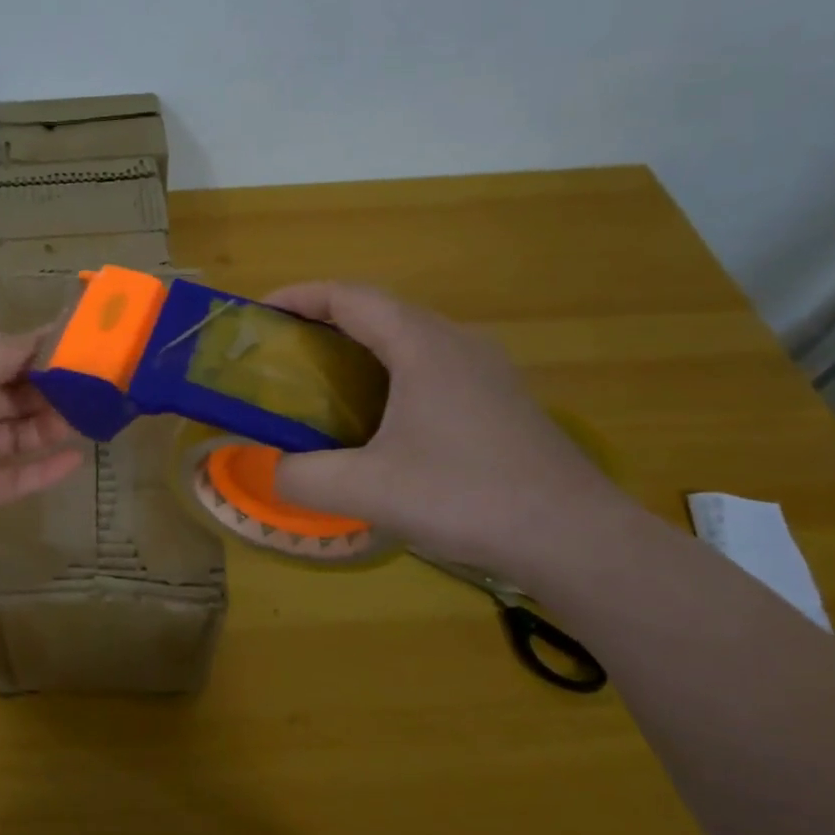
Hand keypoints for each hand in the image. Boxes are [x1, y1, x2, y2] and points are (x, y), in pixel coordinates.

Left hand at [0, 332, 84, 541]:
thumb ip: (8, 353)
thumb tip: (50, 334)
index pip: (3, 356)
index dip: (41, 353)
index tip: (83, 349)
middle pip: (13, 395)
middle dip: (52, 390)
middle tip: (96, 386)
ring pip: (17, 435)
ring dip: (51, 426)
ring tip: (93, 418)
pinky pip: (13, 478)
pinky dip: (43, 470)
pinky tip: (75, 459)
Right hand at [264, 283, 626, 580]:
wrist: (575, 538)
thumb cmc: (465, 496)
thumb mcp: (366, 490)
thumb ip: (302, 477)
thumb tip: (270, 472)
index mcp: (423, 344)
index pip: (350, 297)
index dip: (299, 298)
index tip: (258, 316)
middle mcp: (457, 342)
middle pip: (379, 312)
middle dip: (323, 324)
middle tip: (281, 356)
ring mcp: (485, 371)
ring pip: (408, 340)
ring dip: (359, 350)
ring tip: (320, 385)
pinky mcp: (500, 401)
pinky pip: (431, 369)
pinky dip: (390, 376)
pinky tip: (378, 423)